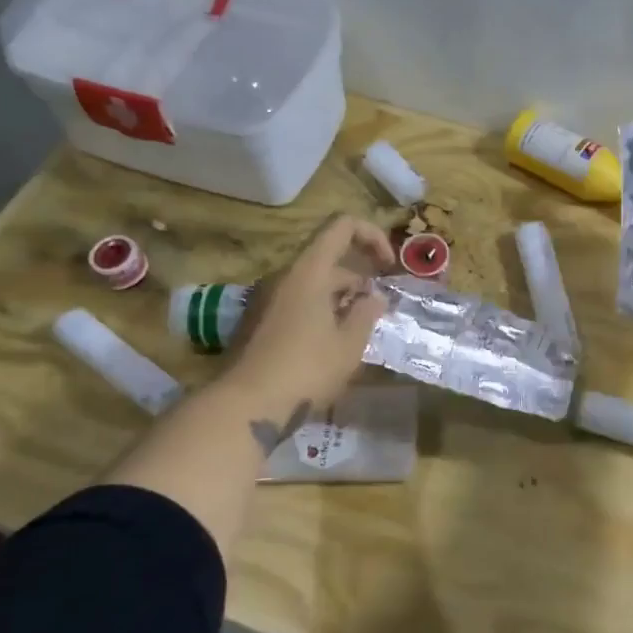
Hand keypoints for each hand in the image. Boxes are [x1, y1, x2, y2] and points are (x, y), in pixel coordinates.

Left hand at [221, 214, 394, 433]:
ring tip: (356, 333)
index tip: (387, 268)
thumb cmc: (305, 370)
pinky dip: (319, 311)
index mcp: (309, 271)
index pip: (342, 226)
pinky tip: (329, 347)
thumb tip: (375, 297)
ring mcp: (266, 298)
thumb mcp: (349, 344)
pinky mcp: (257, 321)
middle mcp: (284, 276)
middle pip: (328, 258)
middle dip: (358, 279)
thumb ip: (367, 313)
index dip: (372, 236)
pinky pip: (296, 302)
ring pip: (312, 283)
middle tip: (376, 313)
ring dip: (339, 298)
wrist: (244, 406)